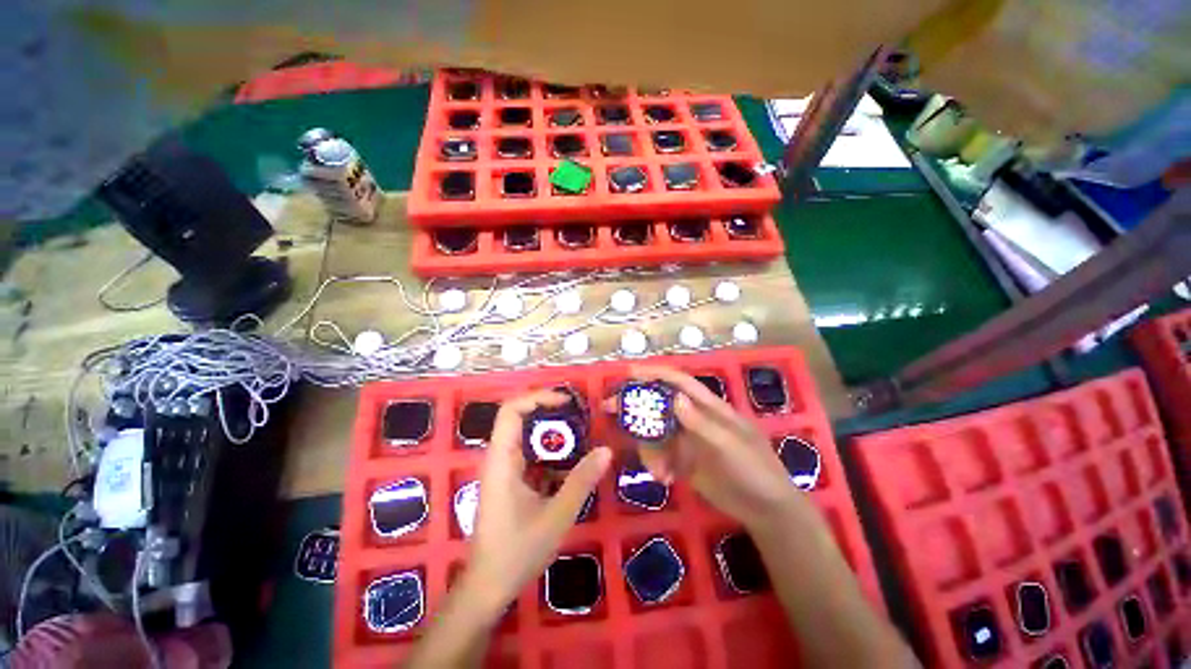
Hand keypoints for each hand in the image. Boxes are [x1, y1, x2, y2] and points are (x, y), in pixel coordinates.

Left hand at [461, 389, 611, 612]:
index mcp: (502, 460)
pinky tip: (572, 463)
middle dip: (550, 412)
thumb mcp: (556, 516)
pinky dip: (551, 453)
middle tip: (581, 415)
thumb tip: (606, 450)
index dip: (537, 397)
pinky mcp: (510, 482)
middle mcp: (499, 458)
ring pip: (527, 437)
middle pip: (520, 418)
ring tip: (582, 434)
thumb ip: (581, 481)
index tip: (566, 401)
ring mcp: (504, 470)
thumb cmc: (517, 552)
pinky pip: (531, 455)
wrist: (488, 588)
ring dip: (553, 433)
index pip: (511, 410)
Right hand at [611, 366, 799, 530]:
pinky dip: (656, 464)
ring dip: (649, 448)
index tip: (629, 372)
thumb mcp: (731, 446)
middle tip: (610, 409)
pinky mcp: (683, 460)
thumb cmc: (755, 470)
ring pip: (655, 433)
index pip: (679, 382)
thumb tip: (675, 398)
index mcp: (708, 407)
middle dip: (636, 407)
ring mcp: (687, 440)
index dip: (655, 374)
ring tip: (658, 471)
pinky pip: (660, 455)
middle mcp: (693, 418)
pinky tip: (664, 479)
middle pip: (659, 405)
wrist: (766, 510)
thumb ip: (702, 423)